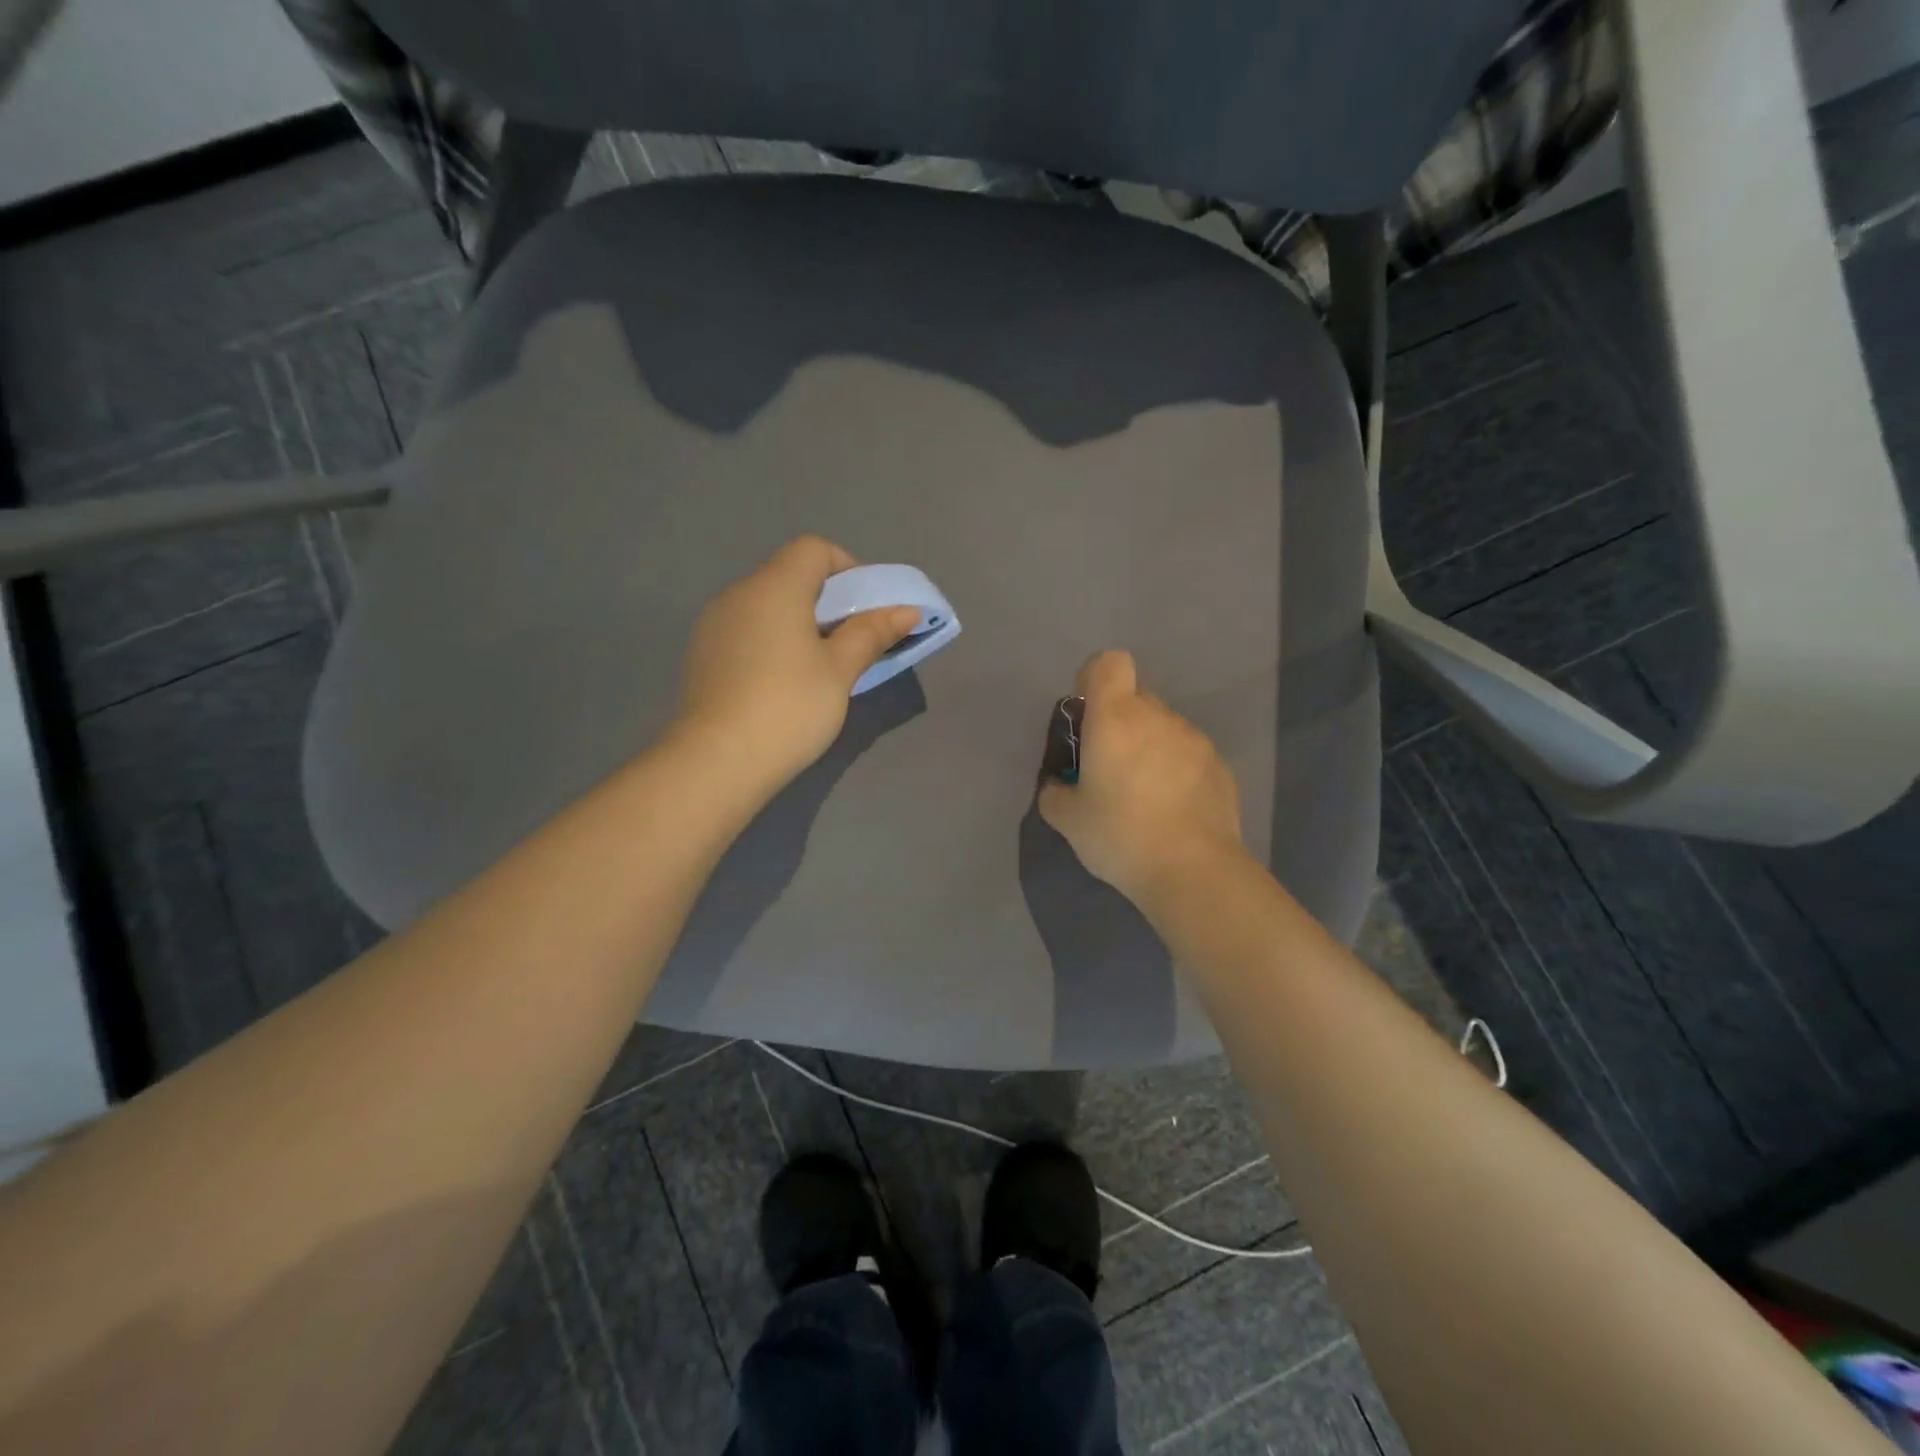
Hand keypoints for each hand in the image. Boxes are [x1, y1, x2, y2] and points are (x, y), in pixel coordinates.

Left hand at [673, 536, 917, 797]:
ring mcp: (714, 624)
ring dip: (798, 624)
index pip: (813, 549)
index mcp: (774, 586)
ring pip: (766, 607)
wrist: (718, 761)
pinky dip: (771, 642)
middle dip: (827, 602)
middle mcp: (738, 593)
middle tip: (850, 644)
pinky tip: (781, 685)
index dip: (846, 569)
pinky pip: (746, 632)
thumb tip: (907, 610)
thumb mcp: (840, 670)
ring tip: (817, 669)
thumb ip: (872, 633)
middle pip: (790, 576)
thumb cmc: (790, 707)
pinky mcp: (702, 655)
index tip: (864, 610)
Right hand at [1039, 650, 1246, 903]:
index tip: (1086, 718)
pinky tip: (1172, 812)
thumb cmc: (1120, 835)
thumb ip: (1055, 792)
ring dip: (1149, 749)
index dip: (1094, 680)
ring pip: (1163, 729)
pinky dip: (1176, 771)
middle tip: (1109, 770)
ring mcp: (1195, 740)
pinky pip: (1188, 755)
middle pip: (1135, 699)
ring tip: (1143, 798)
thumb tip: (1059, 786)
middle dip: (1119, 724)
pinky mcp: (1221, 767)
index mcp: (1116, 718)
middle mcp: (1158, 717)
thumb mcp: (1068, 820)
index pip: (1109, 663)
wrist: (1194, 871)